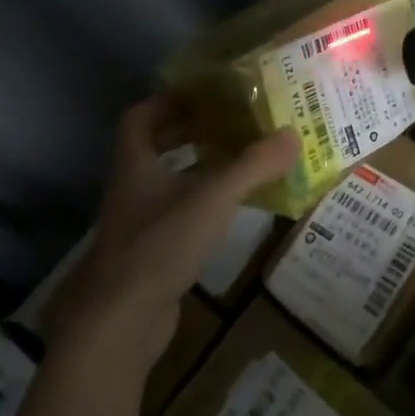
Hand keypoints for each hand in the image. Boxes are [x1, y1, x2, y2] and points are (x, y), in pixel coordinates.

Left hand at [47, 97, 298, 372]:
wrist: (121, 321)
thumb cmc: (160, 245)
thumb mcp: (212, 199)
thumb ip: (253, 166)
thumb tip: (293, 135)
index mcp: (136, 163)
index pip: (140, 117)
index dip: (168, 100)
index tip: (202, 94)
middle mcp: (132, 188)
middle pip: (154, 147)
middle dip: (188, 132)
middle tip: (228, 122)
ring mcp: (139, 223)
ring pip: (166, 182)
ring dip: (196, 168)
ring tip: (237, 159)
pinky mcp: (150, 253)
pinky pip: (176, 214)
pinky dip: (200, 204)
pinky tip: (228, 209)